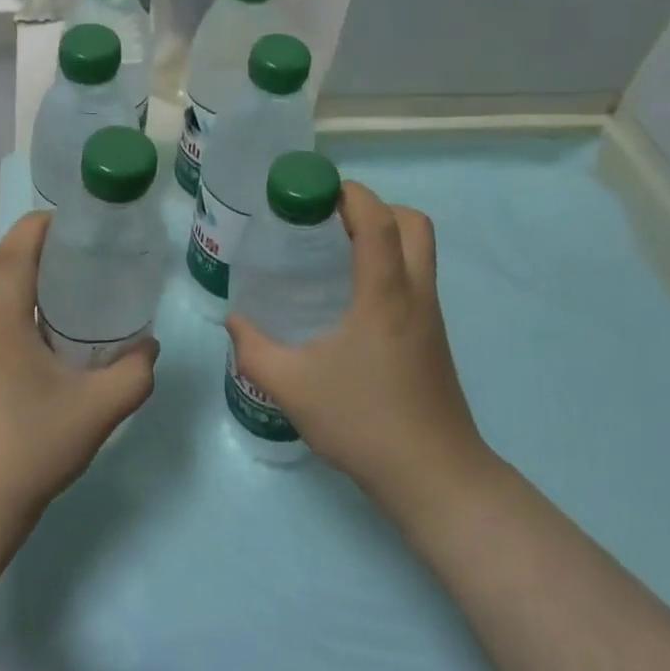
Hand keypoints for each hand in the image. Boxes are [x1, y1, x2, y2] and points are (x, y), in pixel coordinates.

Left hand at [0, 212, 157, 535]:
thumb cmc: (29, 450)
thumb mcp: (97, 411)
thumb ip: (134, 374)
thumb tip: (150, 348)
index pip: (13, 253)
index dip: (40, 226)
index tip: (75, 220)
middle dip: (33, 245)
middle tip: (78, 248)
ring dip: (22, 277)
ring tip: (68, 283)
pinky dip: (15, 307)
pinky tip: (46, 334)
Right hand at [226, 182, 499, 519]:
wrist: (435, 478)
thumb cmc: (365, 423)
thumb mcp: (293, 387)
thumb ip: (254, 349)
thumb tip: (234, 322)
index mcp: (385, 293)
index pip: (378, 219)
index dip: (349, 194)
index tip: (312, 192)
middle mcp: (415, 293)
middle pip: (412, 222)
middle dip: (373, 208)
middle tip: (328, 222)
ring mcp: (431, 316)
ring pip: (419, 250)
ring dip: (384, 235)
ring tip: (336, 253)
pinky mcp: (433, 338)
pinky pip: (415, 278)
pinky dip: (388, 265)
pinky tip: (351, 298)